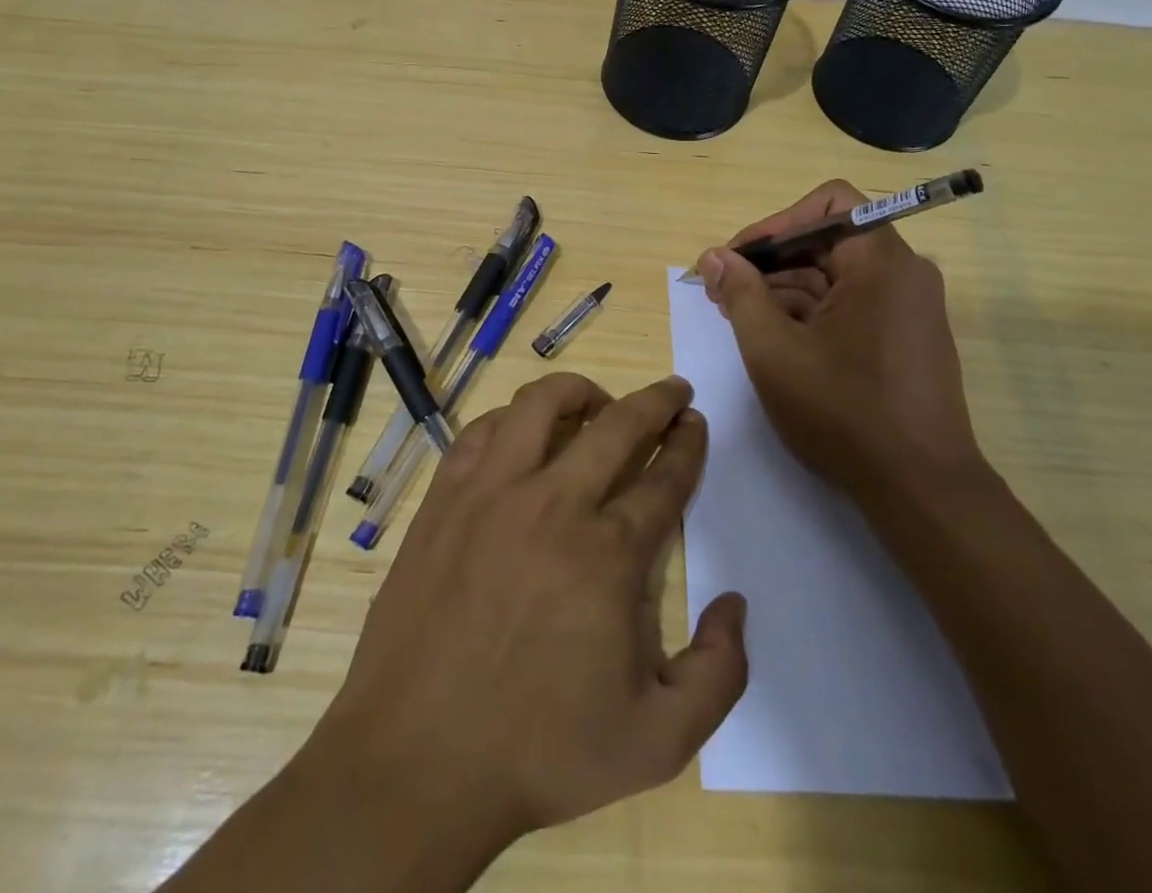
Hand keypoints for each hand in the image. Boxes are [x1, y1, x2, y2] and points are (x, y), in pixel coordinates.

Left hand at [311, 373, 748, 847]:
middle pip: (618, 424)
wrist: (417, 761)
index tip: (694, 422)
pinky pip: (482, 430)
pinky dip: (512, 419)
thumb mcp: (658, 742)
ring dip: (580, 391)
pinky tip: (522, 434)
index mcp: (609, 554)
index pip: (664, 477)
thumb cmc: (540, 753)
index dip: (687, 444)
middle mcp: (554, 504)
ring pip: (542, 404)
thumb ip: (720, 674)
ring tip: (597, 401)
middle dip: (656, 400)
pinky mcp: (445, 496)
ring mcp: (492, 493)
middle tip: (672, 390)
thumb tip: (734, 603)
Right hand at [697, 179, 981, 495]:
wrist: (921, 490)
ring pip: (836, 274)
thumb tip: (714, 256)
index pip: (828, 203)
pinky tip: (775, 338)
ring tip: (739, 318)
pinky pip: (852, 303)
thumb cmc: (844, 411)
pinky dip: (811, 312)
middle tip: (723, 292)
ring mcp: (909, 307)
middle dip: (771, 261)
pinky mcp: (906, 337)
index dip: (775, 223)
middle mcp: (904, 273)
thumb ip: (740, 293)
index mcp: (882, 262)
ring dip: (784, 289)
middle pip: (828, 239)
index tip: (737, 259)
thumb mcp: (774, 350)